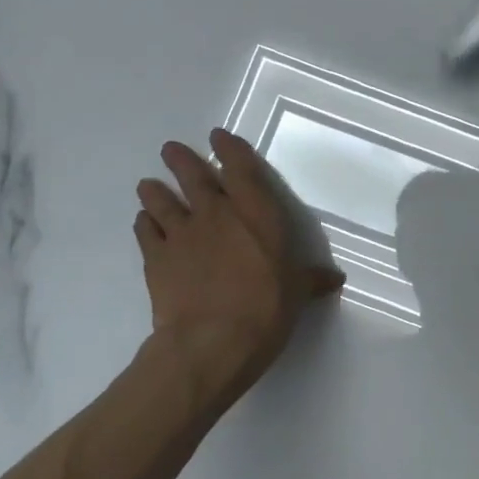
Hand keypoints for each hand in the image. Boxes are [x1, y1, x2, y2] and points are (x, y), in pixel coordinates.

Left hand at [134, 128, 343, 410]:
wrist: (212, 341)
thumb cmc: (266, 309)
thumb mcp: (298, 294)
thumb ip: (312, 280)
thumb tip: (334, 279)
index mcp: (256, 213)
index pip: (241, 168)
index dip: (229, 148)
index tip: (218, 136)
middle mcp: (217, 213)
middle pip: (194, 175)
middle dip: (182, 160)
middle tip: (171, 149)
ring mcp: (182, 233)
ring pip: (161, 199)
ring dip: (154, 190)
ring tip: (148, 184)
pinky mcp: (156, 258)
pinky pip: (145, 232)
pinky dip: (144, 224)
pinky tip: (143, 223)